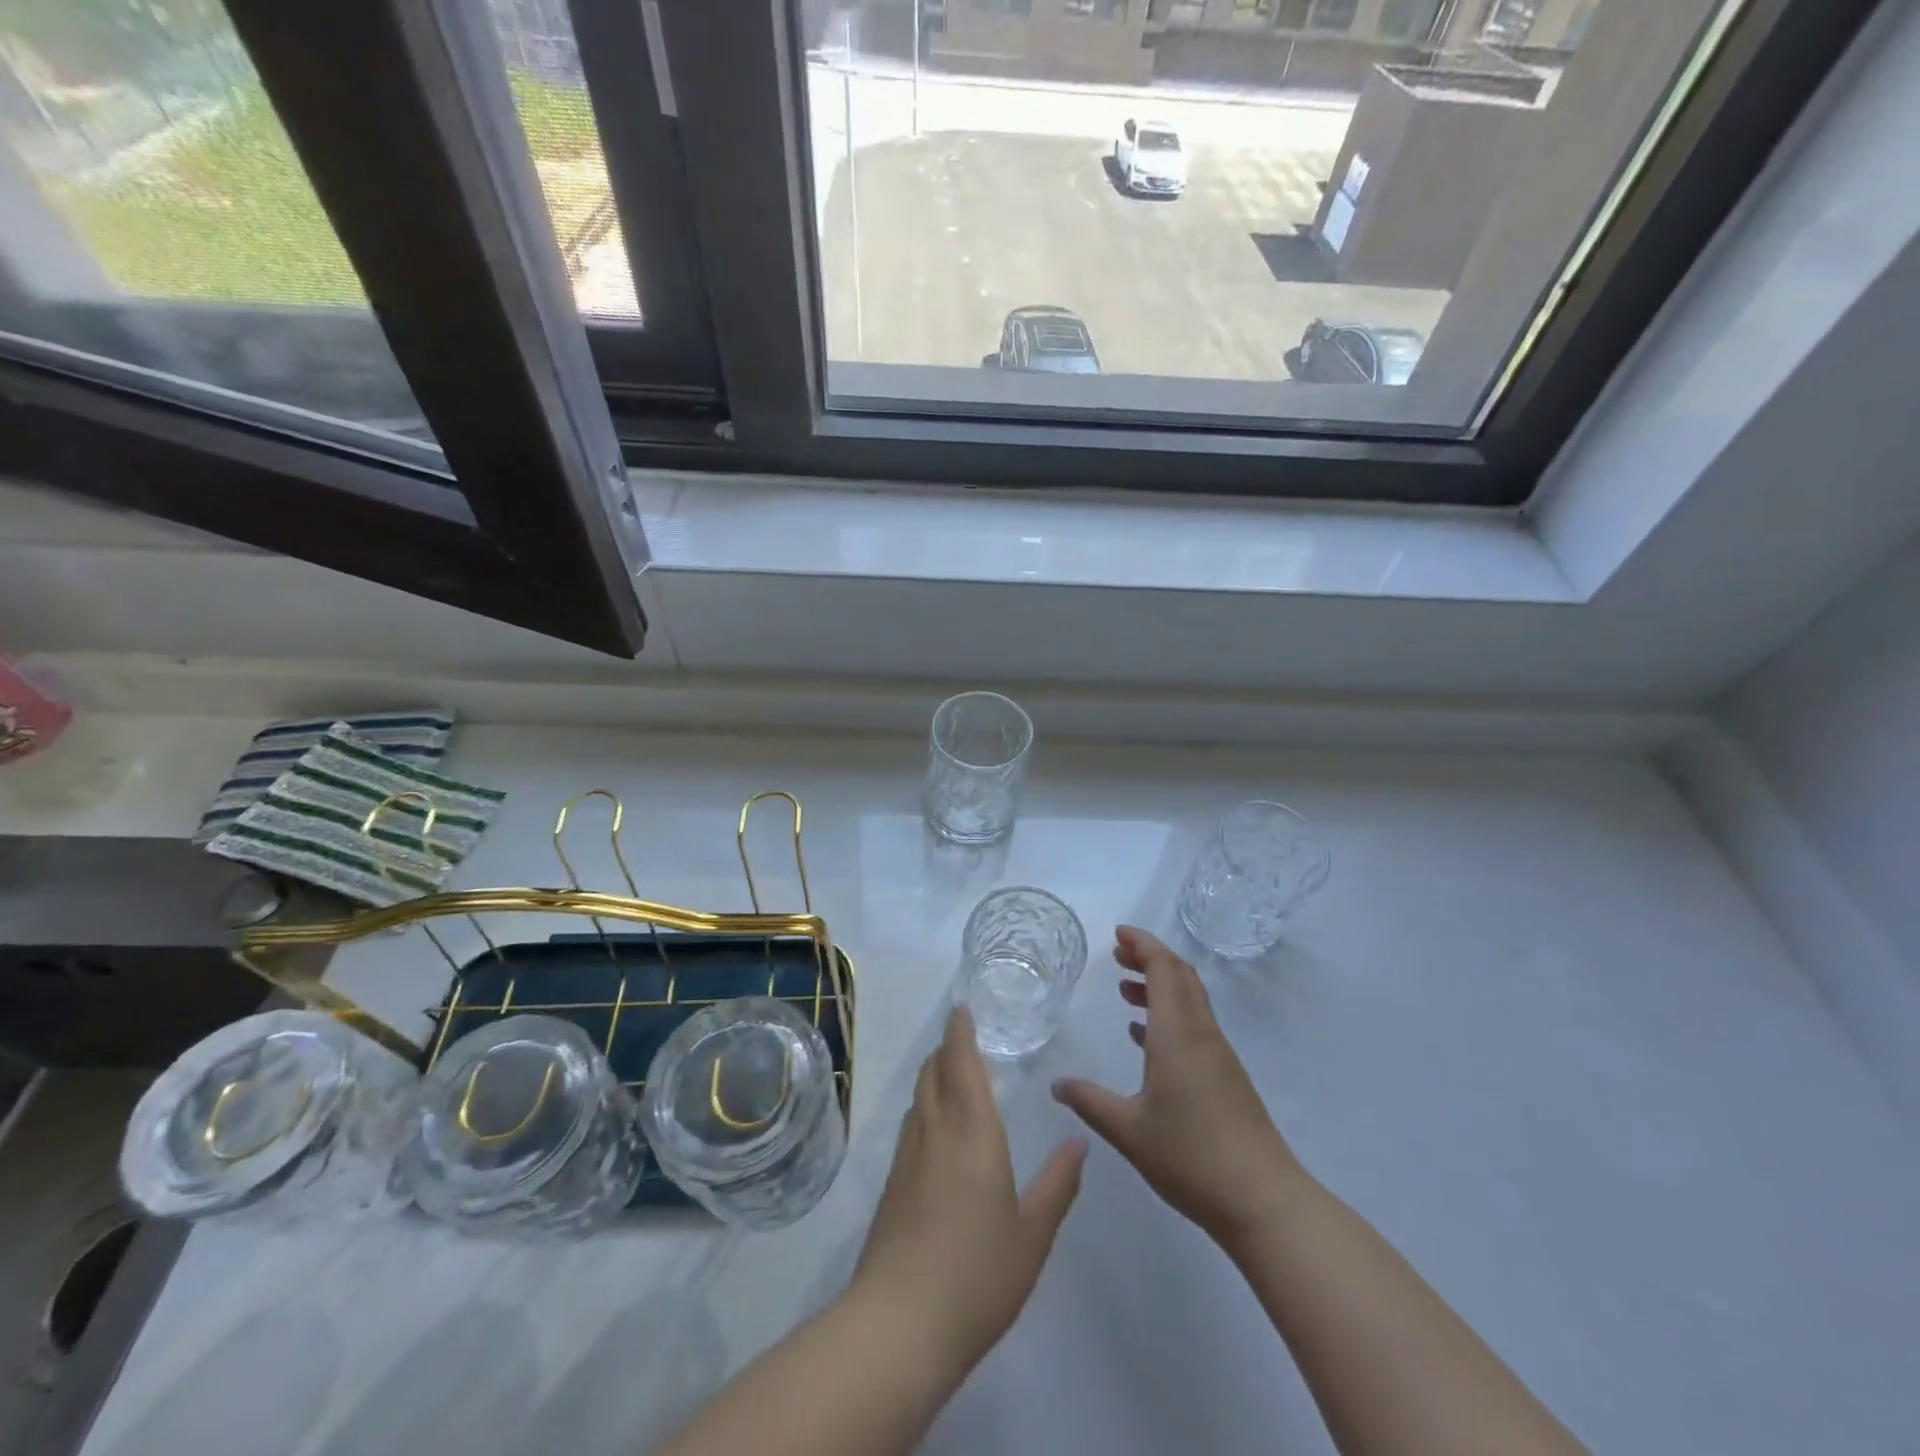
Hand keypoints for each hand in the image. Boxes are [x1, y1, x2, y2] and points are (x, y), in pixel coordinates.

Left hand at [849, 1006, 1086, 1374]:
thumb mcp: (1033, 1233)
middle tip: (965, 1037)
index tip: (963, 1008)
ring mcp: (907, 1156)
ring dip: (934, 1074)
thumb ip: (1058, 1183)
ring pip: (919, 1096)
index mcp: (971, 1131)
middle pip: (933, 1070)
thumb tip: (1078, 1140)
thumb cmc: (977, 1273)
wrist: (900, 1323)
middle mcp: (935, 1130)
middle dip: (946, 1047)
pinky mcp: (892, 1183)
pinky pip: (911, 1123)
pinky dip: (926, 1105)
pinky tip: (938, 1128)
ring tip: (954, 1073)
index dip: (961, 1032)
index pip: (961, 1062)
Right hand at [1052, 926, 1300, 1246]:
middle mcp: (1201, 1034)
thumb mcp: (1128, 1130)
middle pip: (1180, 976)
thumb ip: (1089, 1102)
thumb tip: (1056, 1084)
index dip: (1142, 945)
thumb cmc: (1191, 1157)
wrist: (1263, 1200)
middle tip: (1117, 954)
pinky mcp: (1226, 1076)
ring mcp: (1218, 1055)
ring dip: (1159, 986)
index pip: (1164, 969)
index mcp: (1177, 1034)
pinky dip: (1169, 1015)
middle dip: (1149, 957)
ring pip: (1189, 1000)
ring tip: (1125, 991)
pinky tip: (1145, 1037)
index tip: (1118, 934)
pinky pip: (1195, 1026)